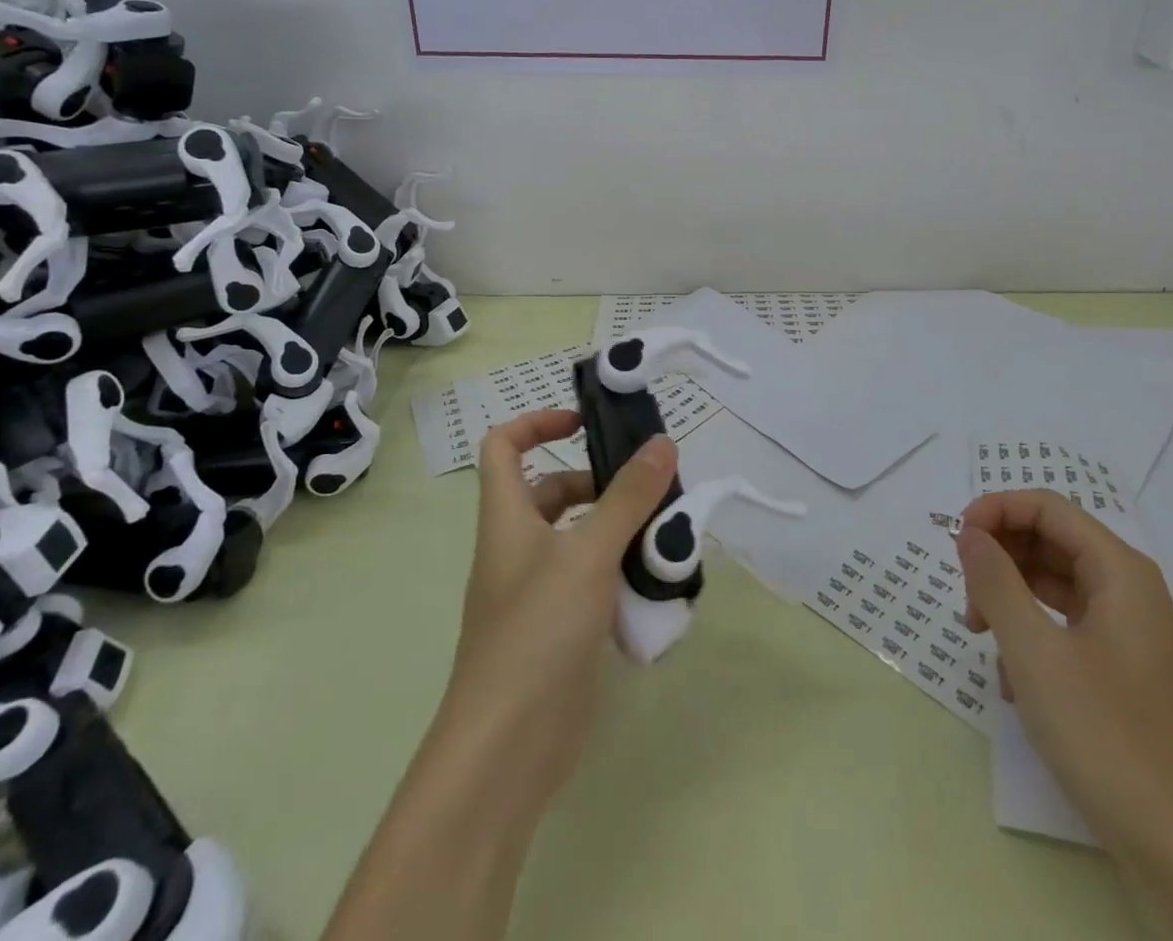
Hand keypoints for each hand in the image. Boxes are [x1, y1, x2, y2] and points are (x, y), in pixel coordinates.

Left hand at [437, 409, 676, 826]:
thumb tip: (662, 443)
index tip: (585, 424)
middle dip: (601, 483)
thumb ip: (628, 498)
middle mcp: (518, 547)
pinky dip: (622, 575)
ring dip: (620, 530)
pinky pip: (594, 582)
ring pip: (580, 539)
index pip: (504, 446)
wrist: (508, 749)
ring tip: (668, 531)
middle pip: (554, 492)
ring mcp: (539, 591)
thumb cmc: (537, 631)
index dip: (537, 423)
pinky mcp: (561, 629)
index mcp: (507, 517)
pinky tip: (660, 583)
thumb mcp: (588, 554)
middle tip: (653, 486)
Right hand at [956, 491, 1172, 937]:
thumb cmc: (1107, 737)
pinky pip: (1065, 626)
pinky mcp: (1123, 673)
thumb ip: (995, 581)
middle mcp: (1129, 591)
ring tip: (979, 635)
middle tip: (967, 597)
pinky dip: (1031, 635)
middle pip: (1049, 540)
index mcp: (1119, 572)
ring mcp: (1129, 634)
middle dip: (999, 557)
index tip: (956, 544)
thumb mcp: (1033, 652)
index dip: (995, 511)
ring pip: (1054, 584)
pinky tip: (1010, 679)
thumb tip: (970, 534)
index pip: (1045, 507)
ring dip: (1009, 597)